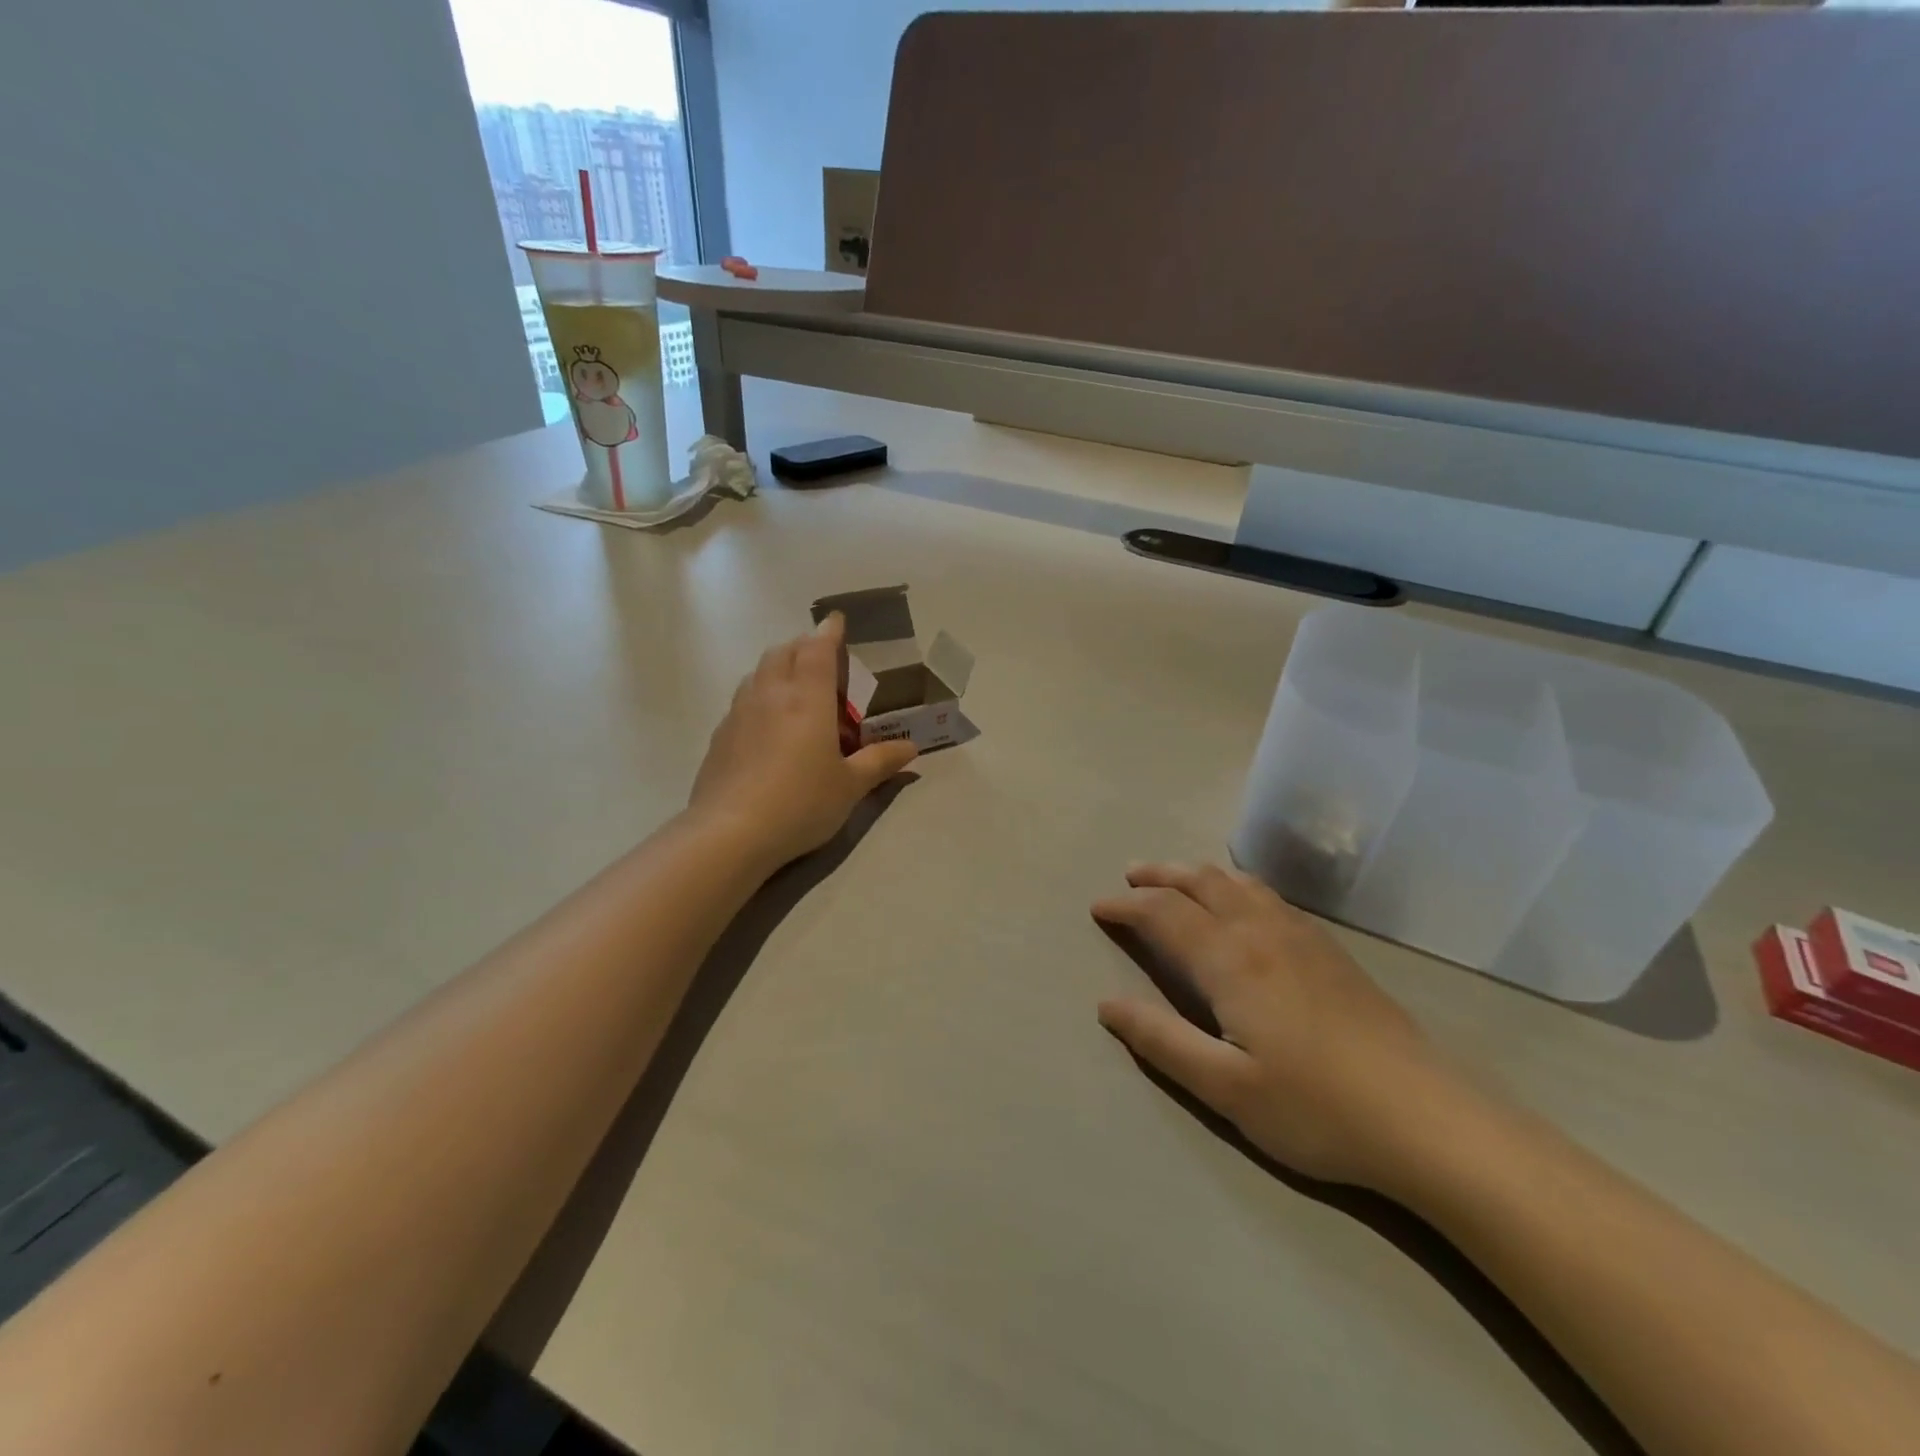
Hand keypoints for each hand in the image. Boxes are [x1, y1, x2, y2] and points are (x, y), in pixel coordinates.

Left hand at [689, 613, 917, 868]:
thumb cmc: (801, 803)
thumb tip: (911, 748)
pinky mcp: (720, 736)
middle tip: (822, 660)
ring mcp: (739, 713)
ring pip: (758, 673)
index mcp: (807, 698)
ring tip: (796, 689)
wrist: (730, 833)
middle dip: (803, 646)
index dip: (829, 632)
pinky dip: (760, 696)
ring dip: (778, 668)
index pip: (817, 649)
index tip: (836, 621)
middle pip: (783, 652)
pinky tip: (769, 727)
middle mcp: (770, 694)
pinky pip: (743, 700)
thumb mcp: (850, 786)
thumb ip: (880, 762)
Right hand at [1093, 862, 1464, 1190]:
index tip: (1098, 908)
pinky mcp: (1330, 949)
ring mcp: (1301, 935)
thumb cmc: (1316, 1108)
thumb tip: (1106, 1004)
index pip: (1163, 914)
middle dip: (1158, 875)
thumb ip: (1162, 1040)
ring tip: (1174, 878)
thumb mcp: (1225, 1088)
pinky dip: (1235, 883)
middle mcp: (1261, 931)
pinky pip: (1267, 894)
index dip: (1126, 906)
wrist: (1427, 1118)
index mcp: (1230, 960)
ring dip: (1196, 872)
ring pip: (1237, 882)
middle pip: (1200, 882)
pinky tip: (1240, 901)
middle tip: (1128, 877)